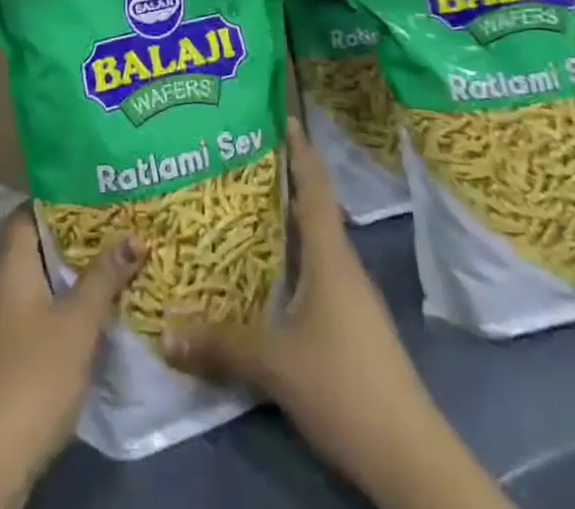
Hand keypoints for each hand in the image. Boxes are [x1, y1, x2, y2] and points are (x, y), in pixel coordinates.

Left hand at [0, 209, 141, 508]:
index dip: (58, 199)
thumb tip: (135, 234)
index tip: (94, 193)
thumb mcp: (78, 324)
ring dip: (74, 278)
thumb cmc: (31, 376)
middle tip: (118, 227)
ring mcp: (1, 327)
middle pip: (38, 248)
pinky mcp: (7, 361)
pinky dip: (66, 311)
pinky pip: (40, 317)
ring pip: (42, 285)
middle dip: (76, 240)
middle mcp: (1, 287)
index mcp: (11, 266)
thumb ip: (105, 278)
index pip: (27, 213)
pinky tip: (97, 318)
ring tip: (116, 266)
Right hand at [164, 120, 511, 508]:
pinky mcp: (352, 327)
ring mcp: (351, 298)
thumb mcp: (274, 364)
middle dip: (282, 181)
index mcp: (330, 255)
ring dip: (285, 223)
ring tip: (244, 209)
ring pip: (315, 243)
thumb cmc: (344, 386)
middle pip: (313, 208)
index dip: (300, 149)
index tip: (282, 116)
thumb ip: (221, 344)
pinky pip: (316, 274)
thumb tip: (165, 330)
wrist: (410, 458)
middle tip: (240, 160)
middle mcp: (343, 266)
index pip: (315, 186)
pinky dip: (291, 260)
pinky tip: (266, 274)